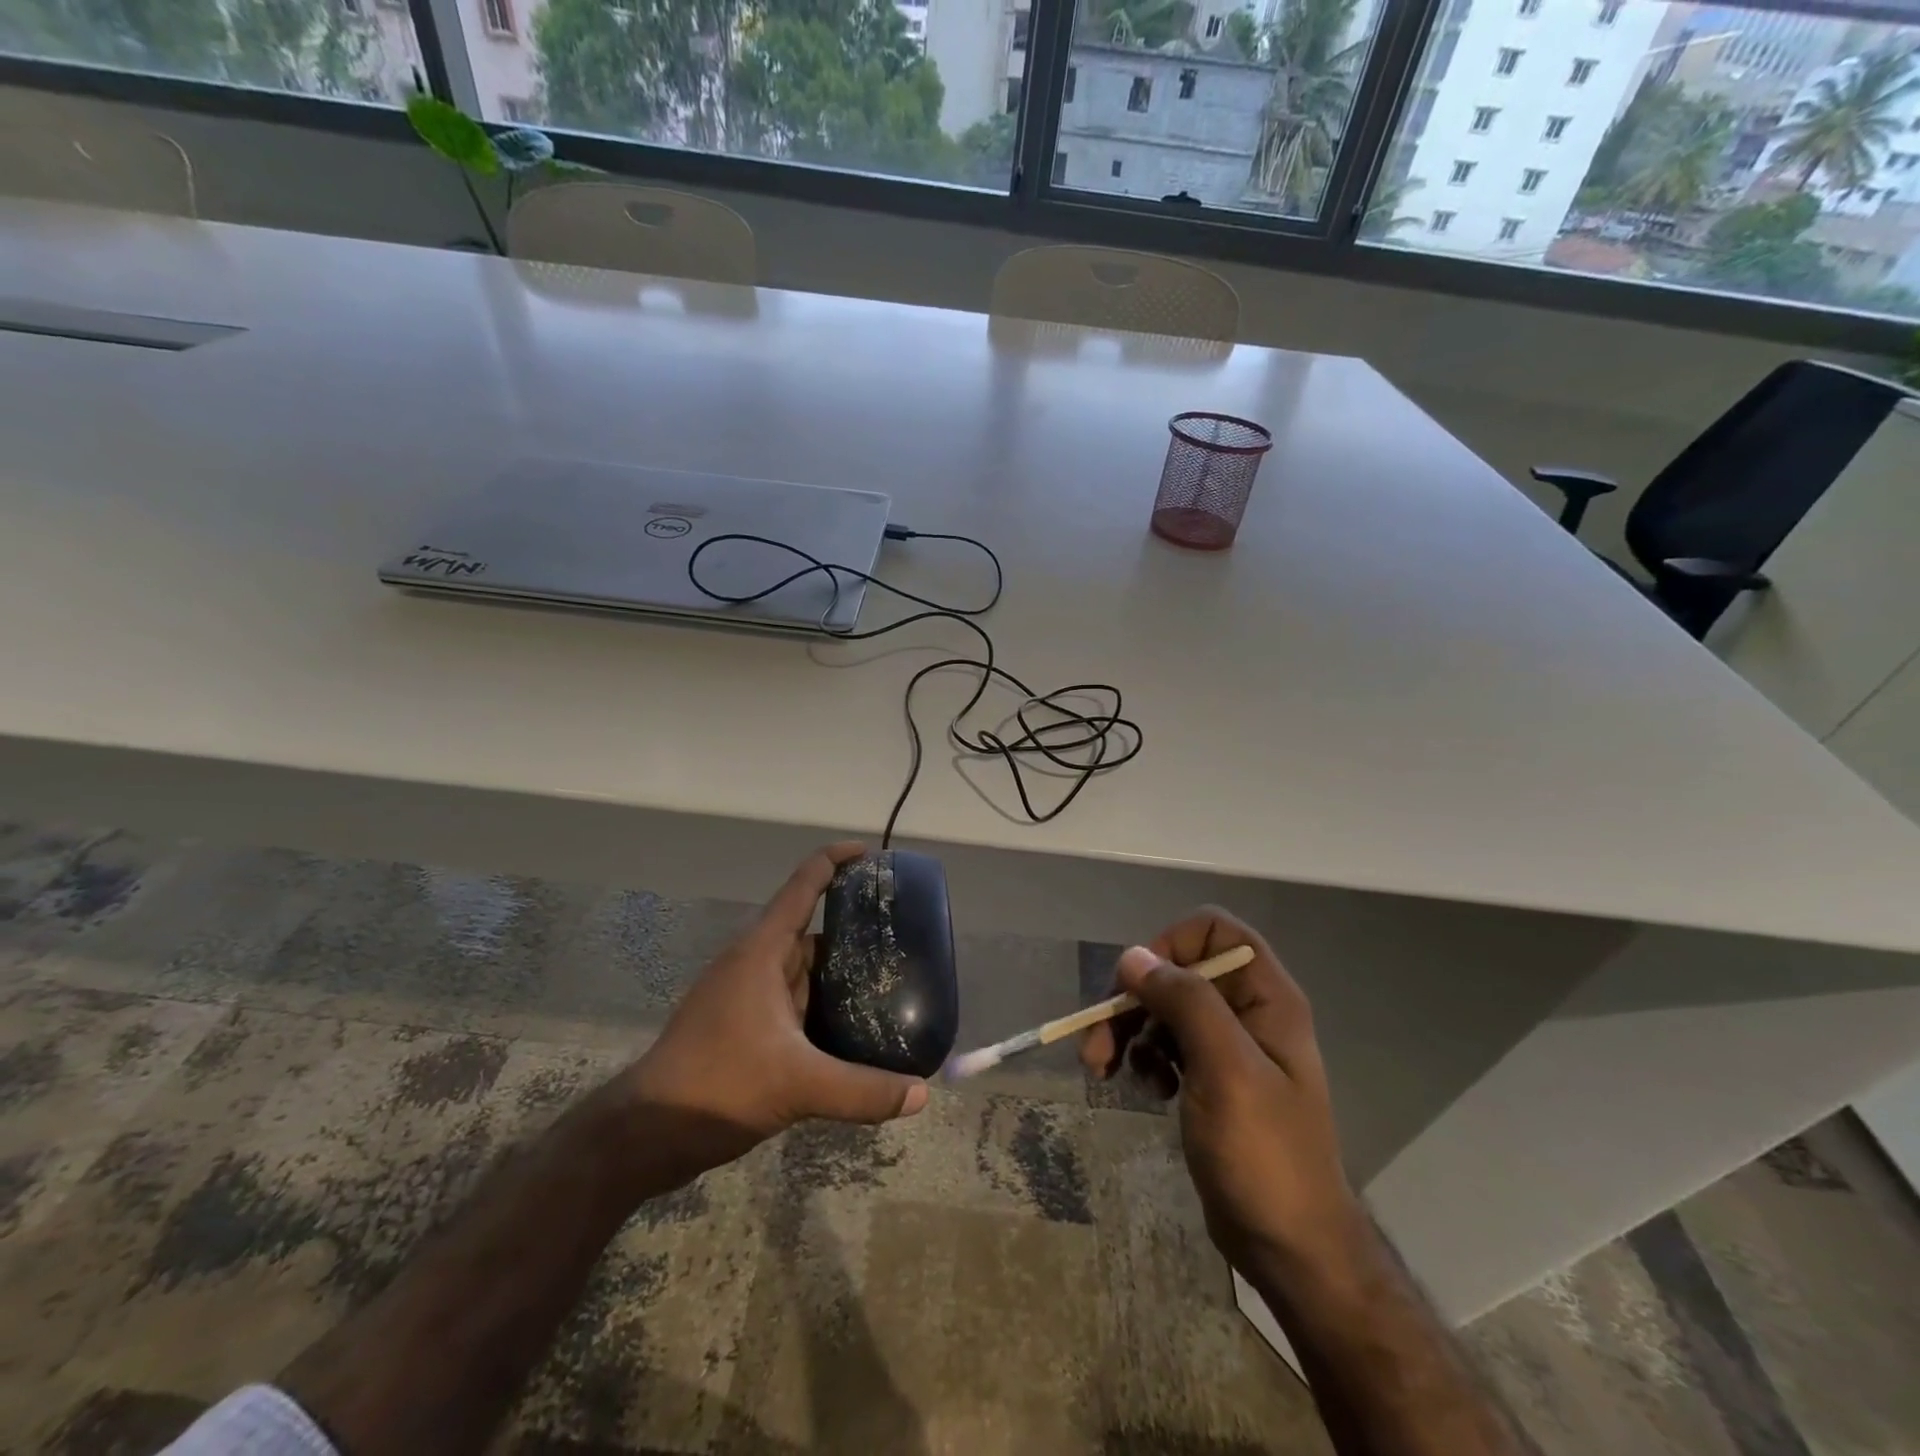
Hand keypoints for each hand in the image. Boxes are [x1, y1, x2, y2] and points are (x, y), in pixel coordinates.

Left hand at [616, 842, 928, 1179]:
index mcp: (762, 951)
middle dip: (852, 924)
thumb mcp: (797, 1084)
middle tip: (901, 930)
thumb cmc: (718, 1083)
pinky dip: (826, 1003)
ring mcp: (748, 995)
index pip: (803, 885)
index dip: (835, 860)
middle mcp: (756, 963)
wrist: (647, 1132)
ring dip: (841, 969)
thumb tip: (923, 1095)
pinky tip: (855, 1024)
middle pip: (811, 927)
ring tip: (891, 975)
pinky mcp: (746, 1025)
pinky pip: (797, 1000)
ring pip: (805, 968)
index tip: (871, 853)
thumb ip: (862, 1090)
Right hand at [1080, 908, 1362, 1274]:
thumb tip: (1133, 956)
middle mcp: (1248, 1011)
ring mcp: (1228, 1046)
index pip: (1214, 930)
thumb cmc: (1264, 1154)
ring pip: (1165, 1008)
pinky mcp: (1210, 1077)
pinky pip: (1167, 1044)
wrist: (1291, 1247)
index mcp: (1266, 996)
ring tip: (1107, 1070)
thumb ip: (1184, 1002)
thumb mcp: (1225, 1070)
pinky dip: (1146, 1058)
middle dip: (1134, 999)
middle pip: (1179, 970)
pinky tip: (1145, 1090)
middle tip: (1098, 1039)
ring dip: (1130, 1031)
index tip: (1140, 984)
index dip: (1171, 944)